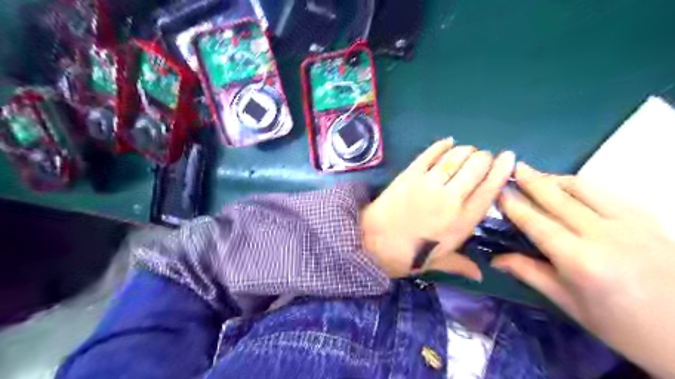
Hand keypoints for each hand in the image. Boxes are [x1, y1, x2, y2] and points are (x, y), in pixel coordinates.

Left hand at [361, 137, 514, 279]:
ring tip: (468, 151)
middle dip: (484, 158)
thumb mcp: (437, 263)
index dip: (501, 170)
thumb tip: (480, 276)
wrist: (373, 242)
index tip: (509, 158)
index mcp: (462, 221)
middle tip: (482, 158)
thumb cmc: (407, 255)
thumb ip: (461, 265)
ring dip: (466, 150)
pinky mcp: (410, 174)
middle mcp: (450, 198)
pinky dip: (441, 145)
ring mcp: (429, 183)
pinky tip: (448, 142)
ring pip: (455, 157)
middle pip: (476, 167)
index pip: (490, 189)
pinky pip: (430, 154)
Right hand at [491, 163, 674, 378]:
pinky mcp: (647, 219)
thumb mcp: (568, 303)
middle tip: (514, 167)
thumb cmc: (619, 325)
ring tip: (538, 175)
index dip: (514, 206)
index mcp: (580, 261)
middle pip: (559, 199)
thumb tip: (495, 258)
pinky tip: (571, 188)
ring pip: (585, 189)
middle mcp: (604, 235)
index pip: (537, 223)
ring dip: (556, 179)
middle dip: (532, 181)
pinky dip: (583, 186)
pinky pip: (607, 193)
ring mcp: (630, 223)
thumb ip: (529, 272)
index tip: (497, 192)